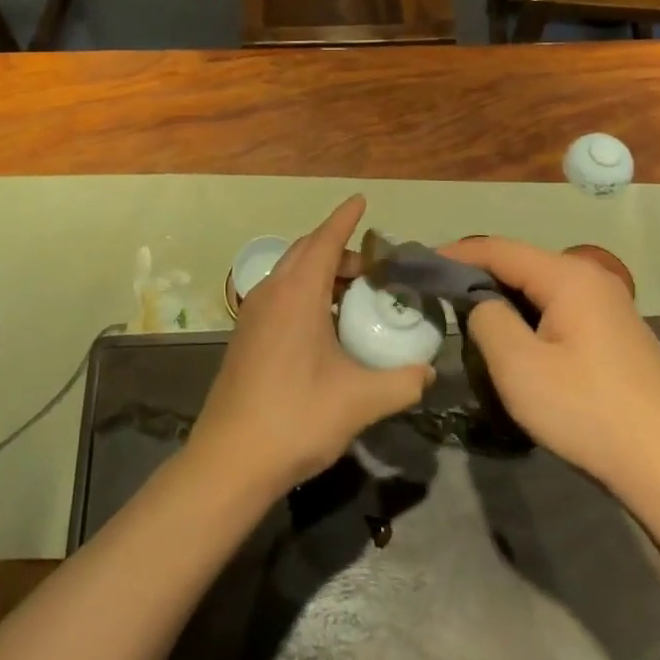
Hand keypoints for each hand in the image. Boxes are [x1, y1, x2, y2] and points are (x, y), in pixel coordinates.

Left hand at [187, 196, 431, 498]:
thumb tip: (428, 372)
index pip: (324, 240)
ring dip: (319, 272)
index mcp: (296, 294)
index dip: (344, 218)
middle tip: (373, 266)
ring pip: (289, 274)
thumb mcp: (361, 400)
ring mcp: (252, 315)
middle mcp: (270, 294)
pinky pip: (279, 296)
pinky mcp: (245, 337)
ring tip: (353, 293)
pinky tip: (324, 326)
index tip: (361, 200)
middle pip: (305, 252)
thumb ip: (402, 382)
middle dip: (337, 248)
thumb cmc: (297, 417)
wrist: (230, 459)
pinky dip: (305, 293)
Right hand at [440, 237, 659, 498]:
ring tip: (467, 317)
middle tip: (439, 295)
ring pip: (541, 289)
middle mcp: (592, 279)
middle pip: (521, 264)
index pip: (499, 249)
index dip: (456, 254)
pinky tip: (515, 340)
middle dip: (478, 276)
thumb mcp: (519, 367)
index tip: (421, 264)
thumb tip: (481, 303)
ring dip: (504, 299)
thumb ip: (487, 320)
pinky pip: (560, 309)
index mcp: (568, 277)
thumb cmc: (588, 412)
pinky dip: (529, 316)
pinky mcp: (617, 334)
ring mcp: (610, 306)